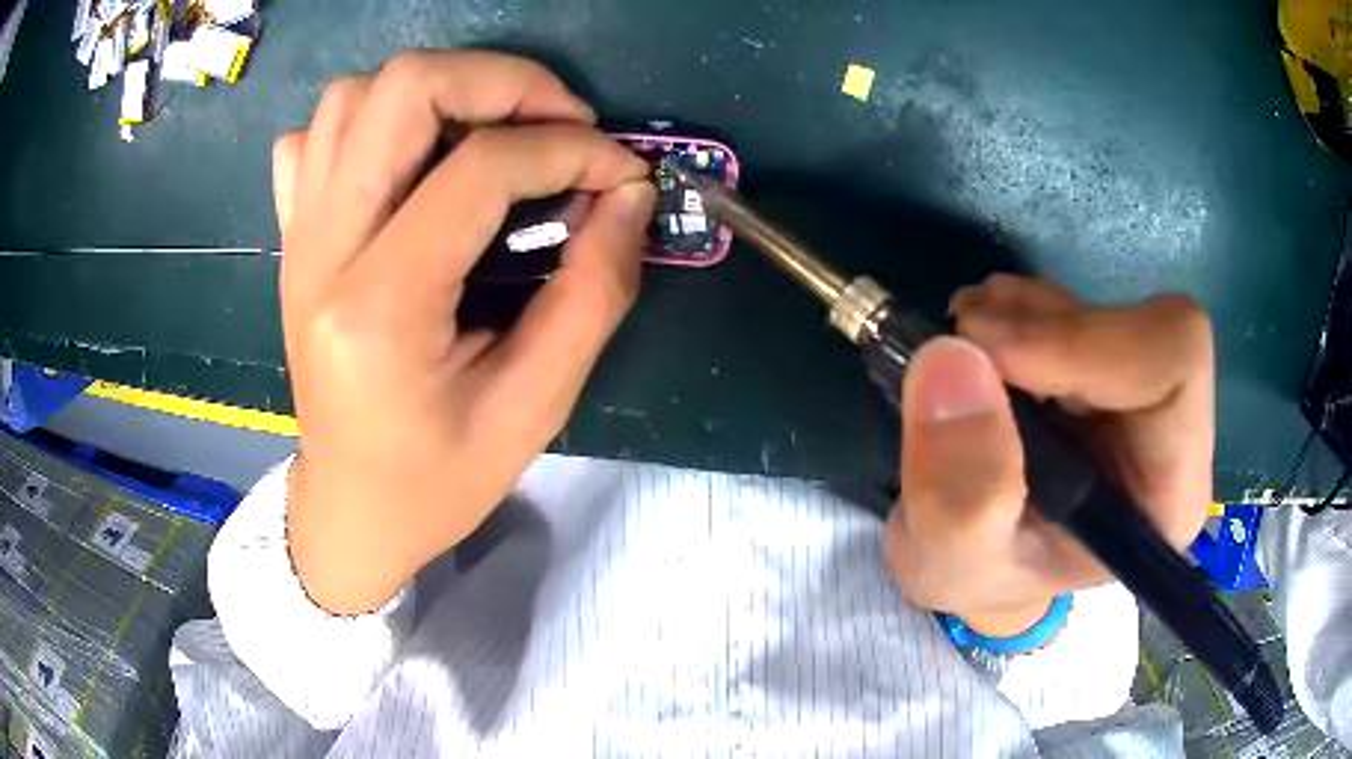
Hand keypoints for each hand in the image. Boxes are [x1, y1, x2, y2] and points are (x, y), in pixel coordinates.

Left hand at [273, 51, 655, 613]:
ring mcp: (298, 236)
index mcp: (380, 307)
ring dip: (437, 91)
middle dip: (502, 80)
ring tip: (491, 134)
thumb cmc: (437, 481)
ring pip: (354, 96)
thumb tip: (629, 196)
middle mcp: (323, 250)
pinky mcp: (294, 236)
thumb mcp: (534, 408)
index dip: (569, 149)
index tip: (619, 172)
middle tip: (559, 122)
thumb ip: (593, 293)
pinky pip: (314, 138)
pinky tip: (407, 162)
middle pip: (403, 89)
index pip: (481, 168)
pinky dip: (367, 122)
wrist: (350, 509)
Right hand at [883, 275, 1214, 636]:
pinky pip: (1077, 306)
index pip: (1172, 365)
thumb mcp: (955, 560)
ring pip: (1107, 309)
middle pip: (1145, 327)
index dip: (1085, 343)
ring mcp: (1141, 397)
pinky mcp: (1106, 369)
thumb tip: (953, 359)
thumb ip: (962, 490)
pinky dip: (1019, 306)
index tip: (991, 357)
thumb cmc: (978, 578)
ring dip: (1026, 312)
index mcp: (1166, 495)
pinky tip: (979, 338)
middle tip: (963, 338)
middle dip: (1048, 325)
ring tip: (962, 343)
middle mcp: (1173, 439)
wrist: (973, 561)